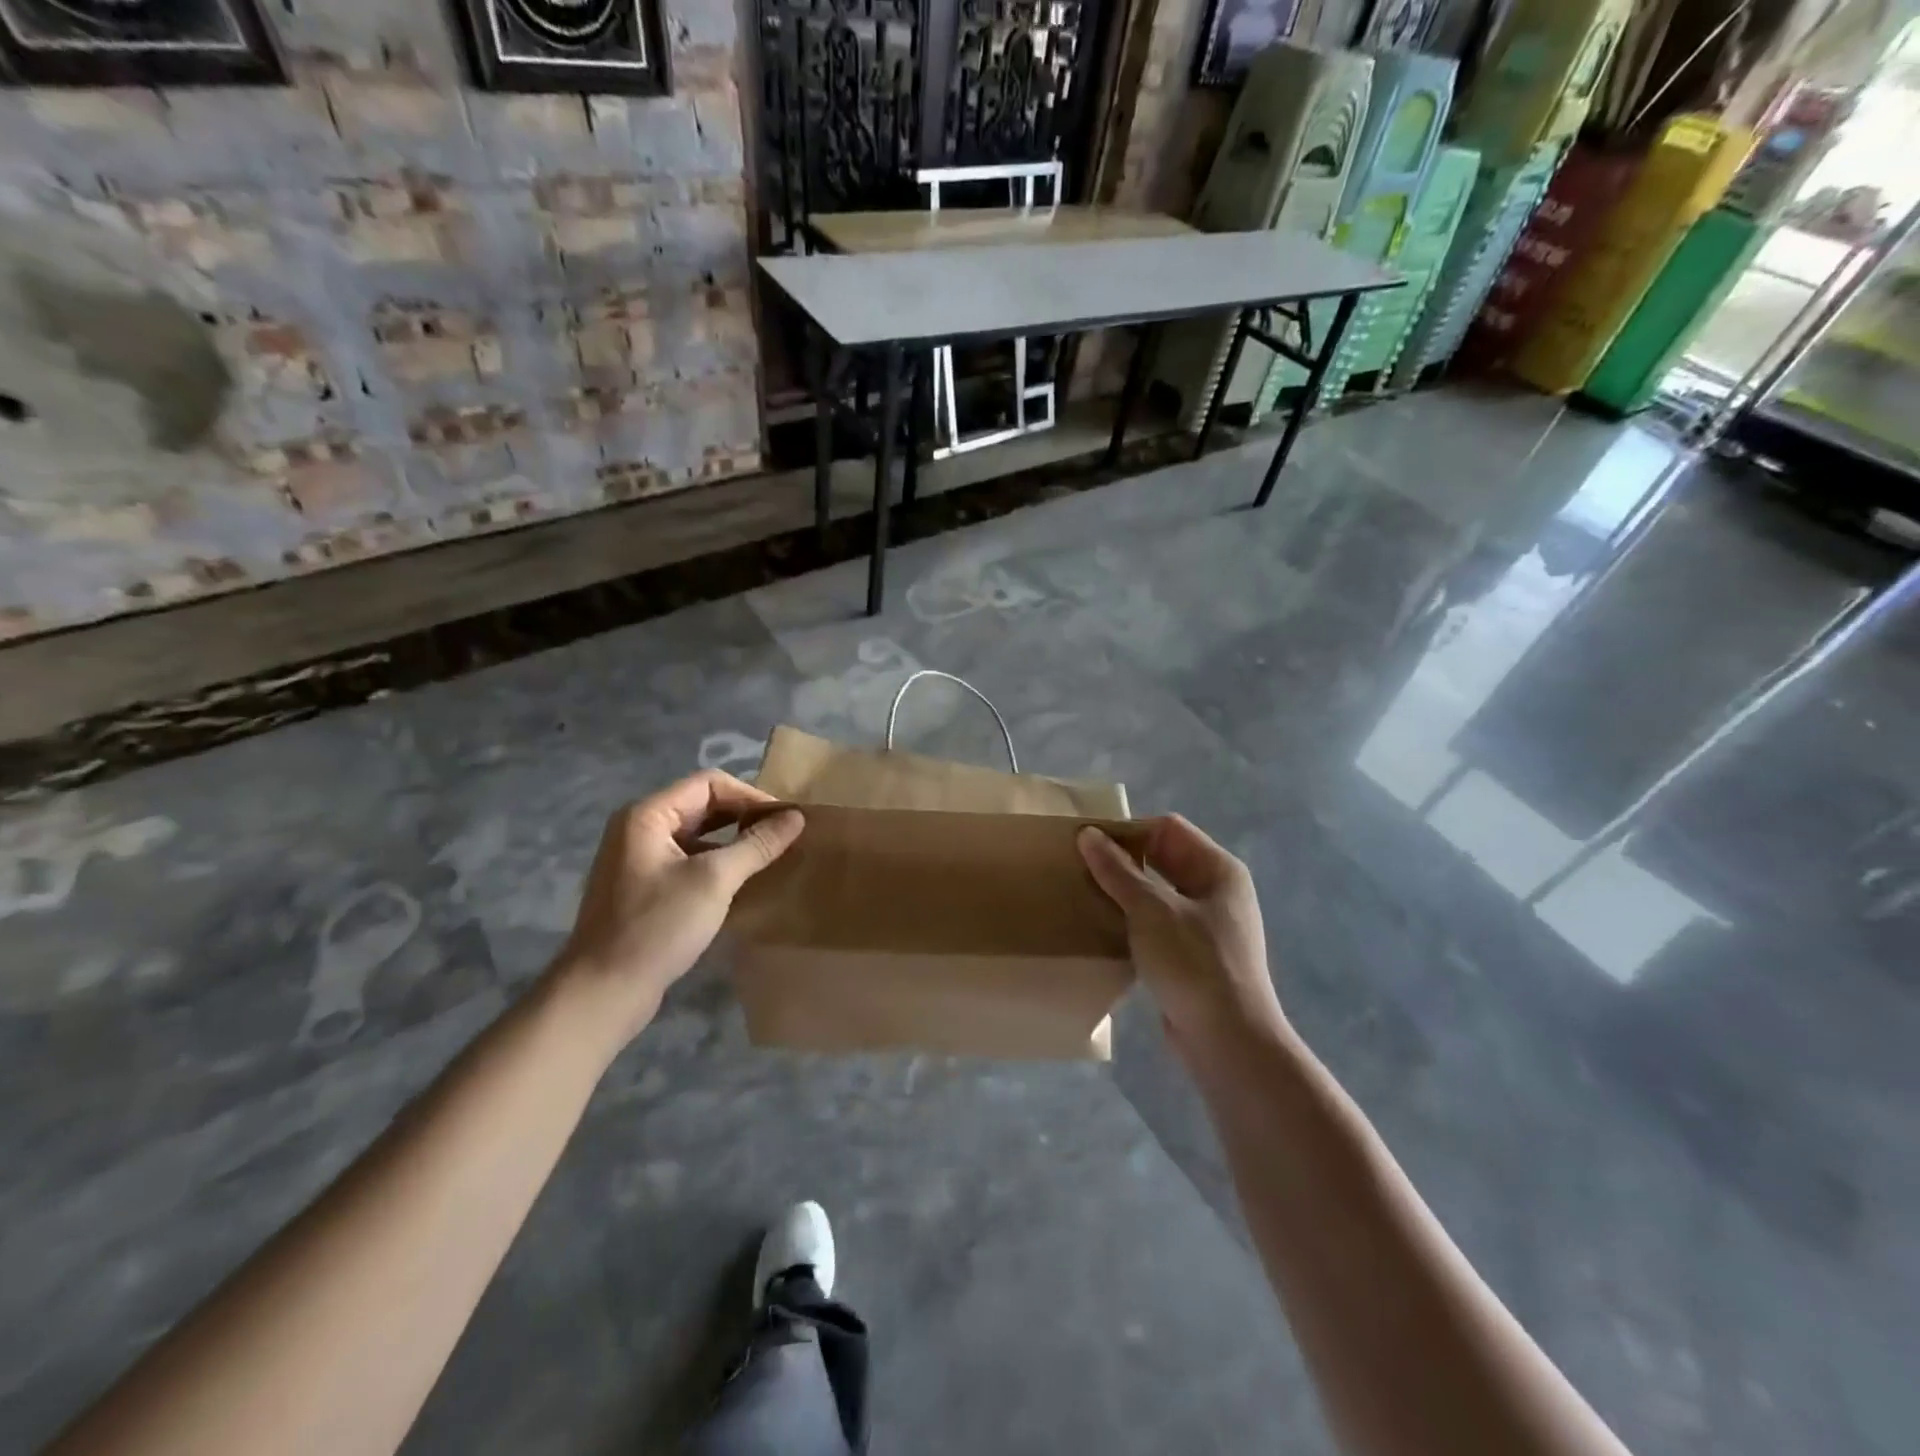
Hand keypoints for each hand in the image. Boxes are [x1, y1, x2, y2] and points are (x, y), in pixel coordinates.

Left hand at [547, 771, 804, 1051]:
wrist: (603, 992)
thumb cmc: (657, 927)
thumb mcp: (714, 881)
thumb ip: (756, 845)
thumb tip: (796, 817)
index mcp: (648, 815)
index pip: (709, 783)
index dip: (751, 796)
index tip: (785, 820)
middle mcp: (640, 828)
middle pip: (703, 805)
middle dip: (744, 817)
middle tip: (783, 837)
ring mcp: (639, 859)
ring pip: (698, 835)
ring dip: (734, 841)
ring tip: (770, 857)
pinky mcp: (645, 887)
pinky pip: (689, 860)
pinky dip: (718, 864)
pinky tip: (743, 882)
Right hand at [1078, 816, 1284, 1055]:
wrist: (1228, 1042)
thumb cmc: (1194, 964)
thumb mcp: (1151, 911)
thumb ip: (1118, 871)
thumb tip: (1088, 834)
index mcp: (1218, 869)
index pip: (1167, 829)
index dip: (1129, 830)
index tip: (1088, 842)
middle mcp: (1216, 891)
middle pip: (1162, 859)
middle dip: (1122, 861)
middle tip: (1078, 867)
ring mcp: (1206, 926)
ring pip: (1156, 894)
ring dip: (1123, 893)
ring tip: (1084, 896)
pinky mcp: (1192, 956)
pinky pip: (1156, 924)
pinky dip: (1131, 922)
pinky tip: (1102, 929)